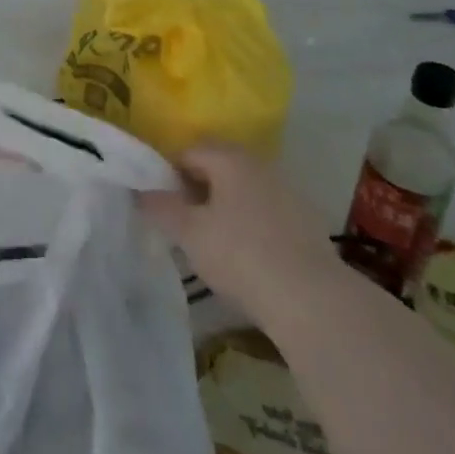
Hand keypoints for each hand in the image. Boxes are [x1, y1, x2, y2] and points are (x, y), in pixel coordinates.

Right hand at [139, 143, 334, 316]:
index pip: (189, 152)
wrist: (313, 301)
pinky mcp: (309, 224)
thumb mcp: (188, 233)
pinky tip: (248, 258)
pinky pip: (268, 213)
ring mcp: (289, 193)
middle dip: (199, 189)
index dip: (169, 175)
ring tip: (215, 243)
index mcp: (230, 158)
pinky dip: (252, 226)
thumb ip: (160, 207)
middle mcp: (261, 166)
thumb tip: (141, 192)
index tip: (163, 205)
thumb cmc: (240, 255)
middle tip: (185, 223)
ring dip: (227, 207)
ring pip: (245, 191)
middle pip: (219, 168)